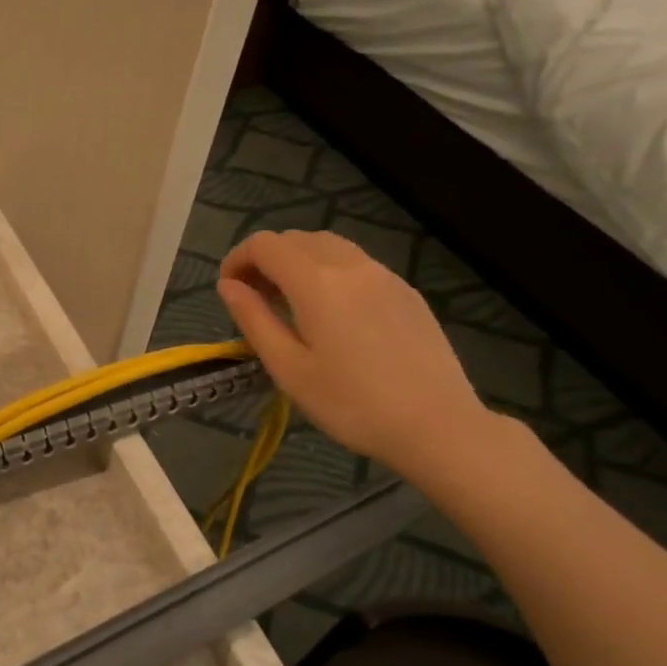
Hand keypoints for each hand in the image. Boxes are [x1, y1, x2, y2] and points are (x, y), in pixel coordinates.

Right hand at [218, 231, 487, 476]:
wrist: (438, 426)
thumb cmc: (351, 403)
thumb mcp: (288, 368)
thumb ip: (254, 319)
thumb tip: (228, 285)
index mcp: (317, 282)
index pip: (265, 245)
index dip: (237, 259)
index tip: (228, 290)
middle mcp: (351, 266)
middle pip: (296, 239)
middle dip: (265, 259)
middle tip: (254, 299)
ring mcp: (384, 276)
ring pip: (329, 247)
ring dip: (298, 262)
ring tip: (289, 303)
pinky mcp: (406, 292)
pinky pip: (357, 264)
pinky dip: (329, 272)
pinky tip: (331, 314)